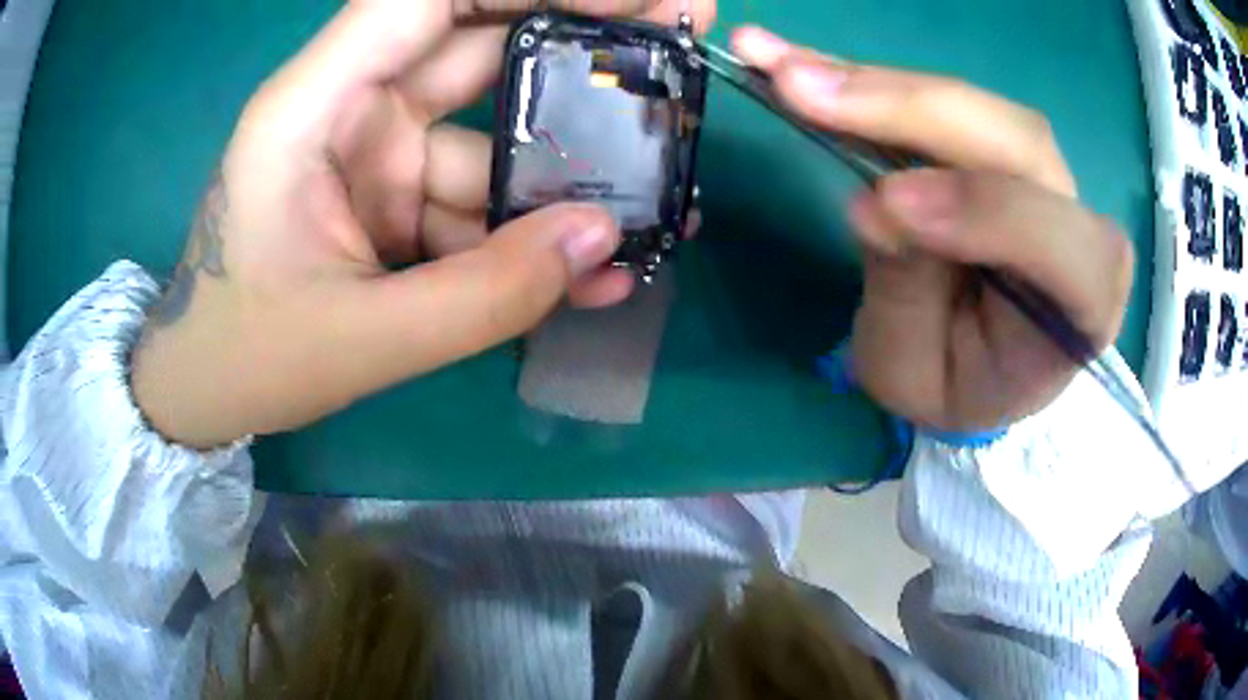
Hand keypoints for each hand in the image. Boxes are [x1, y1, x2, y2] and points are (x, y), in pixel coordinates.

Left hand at [133, 0, 714, 447]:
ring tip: (656, 204)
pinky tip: (585, 272)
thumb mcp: (358, 340)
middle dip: (578, 39)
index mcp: (312, 107)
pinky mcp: (391, 196)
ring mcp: (374, 152)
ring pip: (492, 132)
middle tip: (674, 40)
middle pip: (476, 41)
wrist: (204, 391)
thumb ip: (482, 297)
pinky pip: (475, 196)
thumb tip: (603, 240)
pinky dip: (527, 231)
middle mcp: (349, 107)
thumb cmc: (245, 358)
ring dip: (568, 171)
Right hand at [733, 27, 1133, 430]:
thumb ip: (909, 298)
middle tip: (800, 88)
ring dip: (871, 82)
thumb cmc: (958, 385)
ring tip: (779, 64)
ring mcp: (1037, 172)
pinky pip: (934, 99)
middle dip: (906, 108)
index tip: (884, 203)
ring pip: (969, 103)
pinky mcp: (991, 143)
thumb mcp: (920, 375)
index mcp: (1084, 304)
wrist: (982, 364)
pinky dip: (865, 81)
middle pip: (1012, 140)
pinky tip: (801, 62)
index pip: (1058, 243)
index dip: (981, 211)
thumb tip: (874, 205)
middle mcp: (1076, 220)